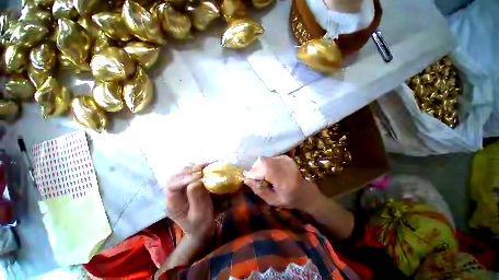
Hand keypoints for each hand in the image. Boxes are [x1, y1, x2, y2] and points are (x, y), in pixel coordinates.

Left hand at [165, 164, 214, 240]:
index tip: (198, 176)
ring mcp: (184, 188)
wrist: (202, 229)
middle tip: (203, 168)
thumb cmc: (200, 225)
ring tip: (208, 163)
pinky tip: (209, 165)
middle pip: (176, 175)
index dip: (184, 179)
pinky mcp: (192, 185)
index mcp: (173, 202)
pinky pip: (194, 174)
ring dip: (196, 166)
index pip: (172, 186)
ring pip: (185, 172)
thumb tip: (196, 180)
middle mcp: (176, 192)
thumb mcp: (198, 215)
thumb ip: (196, 198)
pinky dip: (202, 168)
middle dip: (189, 170)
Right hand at [243, 156, 324, 211]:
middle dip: (255, 169)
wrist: (304, 191)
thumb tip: (245, 179)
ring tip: (262, 176)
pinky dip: (265, 165)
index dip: (254, 172)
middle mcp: (286, 166)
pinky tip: (268, 172)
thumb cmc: (288, 199)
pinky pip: (268, 158)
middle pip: (263, 162)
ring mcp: (286, 160)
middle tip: (254, 178)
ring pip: (265, 159)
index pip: (266, 169)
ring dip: (259, 167)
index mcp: (285, 180)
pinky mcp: (285, 157)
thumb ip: (258, 190)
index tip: (246, 176)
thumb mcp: (271, 200)